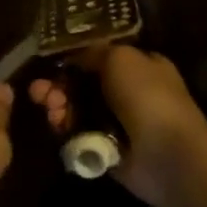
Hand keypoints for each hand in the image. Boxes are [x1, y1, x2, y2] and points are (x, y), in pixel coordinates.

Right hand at [29, 45, 206, 206]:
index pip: (101, 58)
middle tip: (39, 91)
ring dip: (59, 107)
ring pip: (79, 111)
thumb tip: (75, 57)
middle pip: (84, 85)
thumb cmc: (147, 96)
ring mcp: (119, 124)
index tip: (52, 64)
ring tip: (48, 108)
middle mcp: (131, 93)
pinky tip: (57, 126)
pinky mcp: (108, 151)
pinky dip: (66, 131)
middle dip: (59, 86)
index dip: (75, 60)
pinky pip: (80, 137)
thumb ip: (95, 52)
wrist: (167, 154)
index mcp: (141, 66)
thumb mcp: (120, 57)